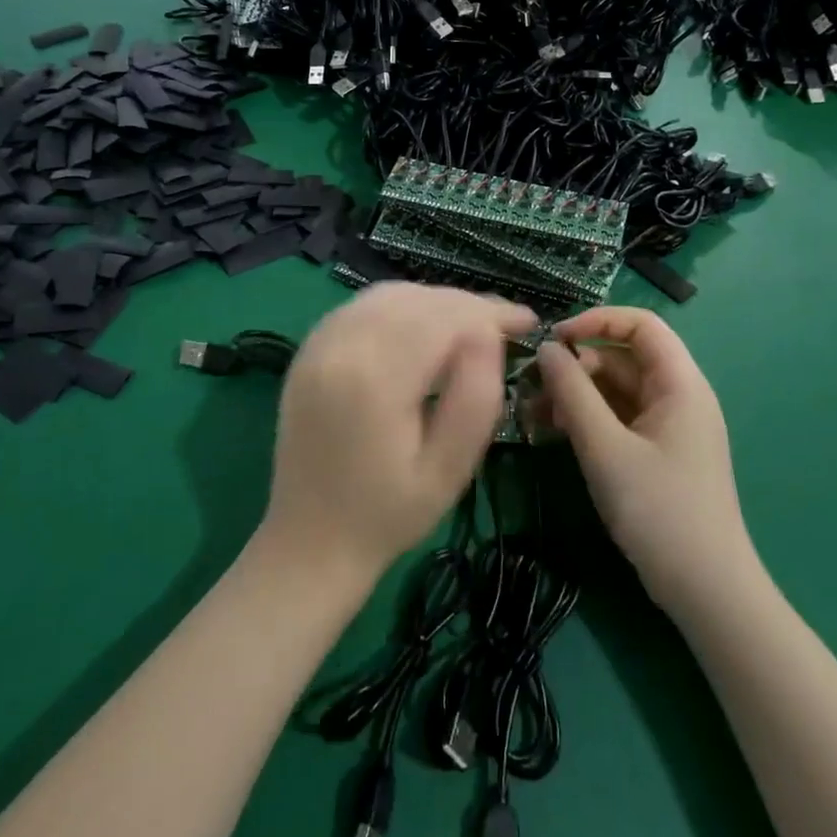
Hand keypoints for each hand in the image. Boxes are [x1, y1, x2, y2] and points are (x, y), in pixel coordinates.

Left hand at [260, 283, 535, 586]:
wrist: (309, 542)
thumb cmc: (388, 514)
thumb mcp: (449, 469)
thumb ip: (476, 397)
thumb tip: (488, 335)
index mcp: (375, 378)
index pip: (444, 317)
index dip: (490, 313)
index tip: (527, 322)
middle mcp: (340, 346)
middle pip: (417, 299)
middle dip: (467, 305)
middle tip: (506, 325)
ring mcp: (318, 344)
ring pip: (389, 294)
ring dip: (435, 301)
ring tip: (472, 326)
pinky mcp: (308, 349)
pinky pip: (362, 306)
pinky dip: (401, 306)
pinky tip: (424, 328)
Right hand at [535, 308, 753, 614]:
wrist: (707, 592)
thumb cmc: (659, 511)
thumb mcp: (605, 448)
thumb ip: (572, 393)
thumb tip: (547, 349)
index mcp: (679, 383)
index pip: (640, 324)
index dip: (596, 321)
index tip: (554, 340)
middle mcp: (676, 395)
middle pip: (621, 357)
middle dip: (575, 366)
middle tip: (531, 388)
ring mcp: (667, 425)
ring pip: (614, 389)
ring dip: (574, 395)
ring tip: (532, 416)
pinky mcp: (656, 452)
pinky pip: (616, 418)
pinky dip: (586, 419)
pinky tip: (552, 435)